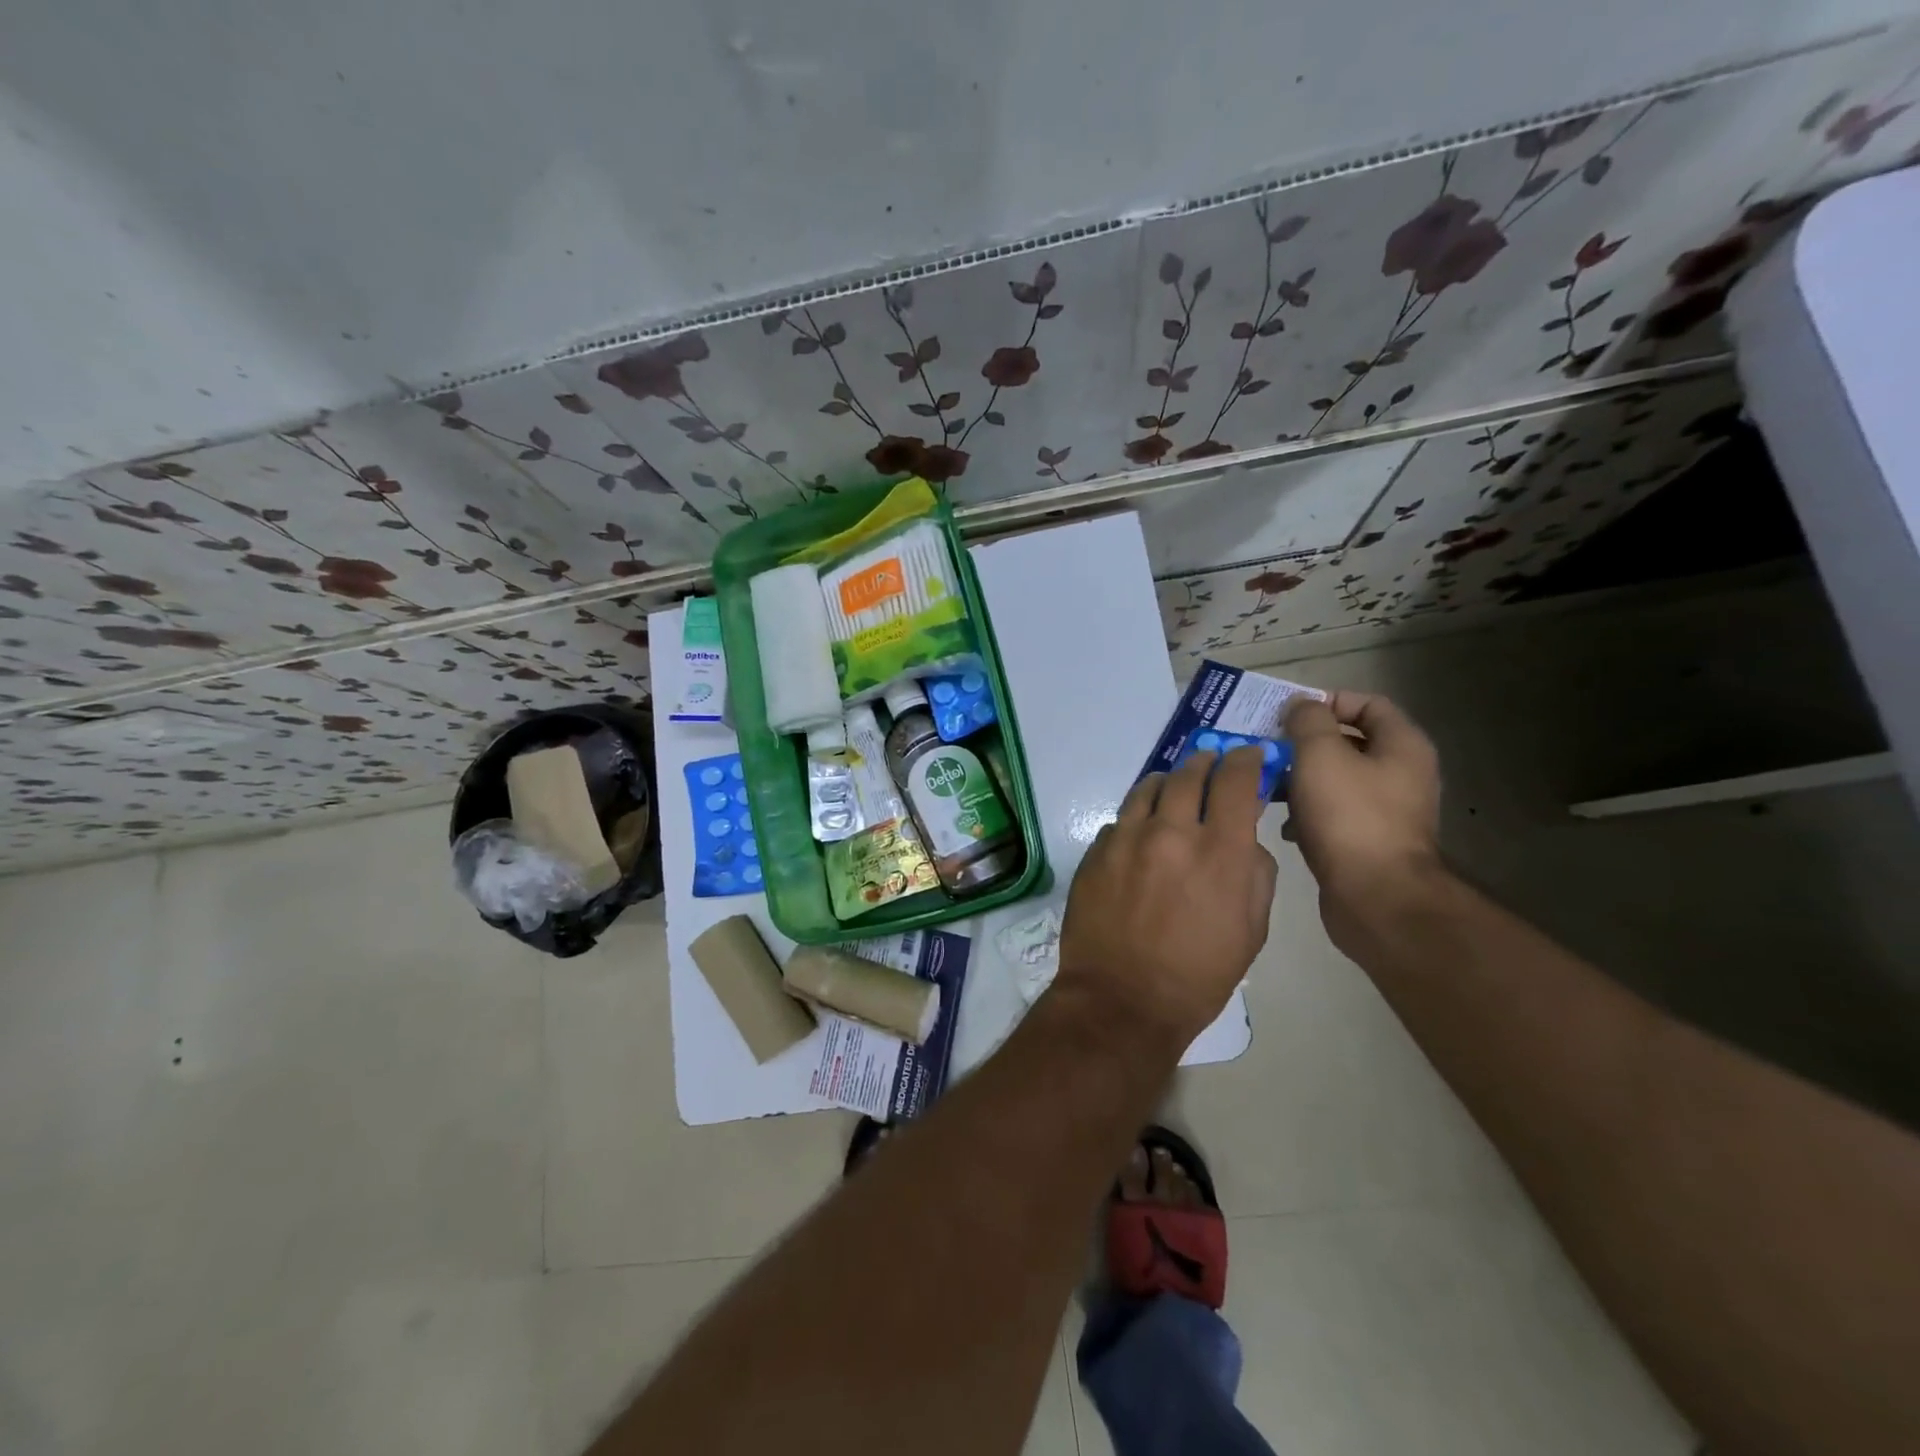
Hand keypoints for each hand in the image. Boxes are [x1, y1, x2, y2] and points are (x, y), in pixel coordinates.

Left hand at [1053, 747, 1278, 1050]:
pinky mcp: (1095, 852)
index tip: (1248, 755)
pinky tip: (1140, 836)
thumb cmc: (1199, 975)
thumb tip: (1245, 840)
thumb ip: (1256, 873)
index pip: (1235, 779)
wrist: (1122, 1000)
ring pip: (1148, 787)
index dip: (1245, 759)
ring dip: (1167, 783)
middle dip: (1205, 763)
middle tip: (1210, 765)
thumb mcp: (1252, 930)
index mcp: (1220, 851)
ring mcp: (1126, 839)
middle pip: (1188, 773)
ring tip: (1173, 790)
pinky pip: (1120, 820)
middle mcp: (1171, 831)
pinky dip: (1137, 819)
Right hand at [1283, 692, 1442, 946]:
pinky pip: (1334, 813)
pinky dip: (1307, 812)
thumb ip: (1307, 721)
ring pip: (1337, 779)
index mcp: (1402, 745)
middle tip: (1268, 747)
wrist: (1376, 897)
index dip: (1327, 701)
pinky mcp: (1369, 842)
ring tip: (1267, 785)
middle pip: (1350, 742)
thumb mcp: (1320, 755)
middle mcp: (1402, 774)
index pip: (1368, 703)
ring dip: (1301, 778)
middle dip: (1306, 742)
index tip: (1288, 714)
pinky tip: (1283, 824)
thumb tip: (1301, 706)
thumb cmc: (1349, 816)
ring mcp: (1388, 811)